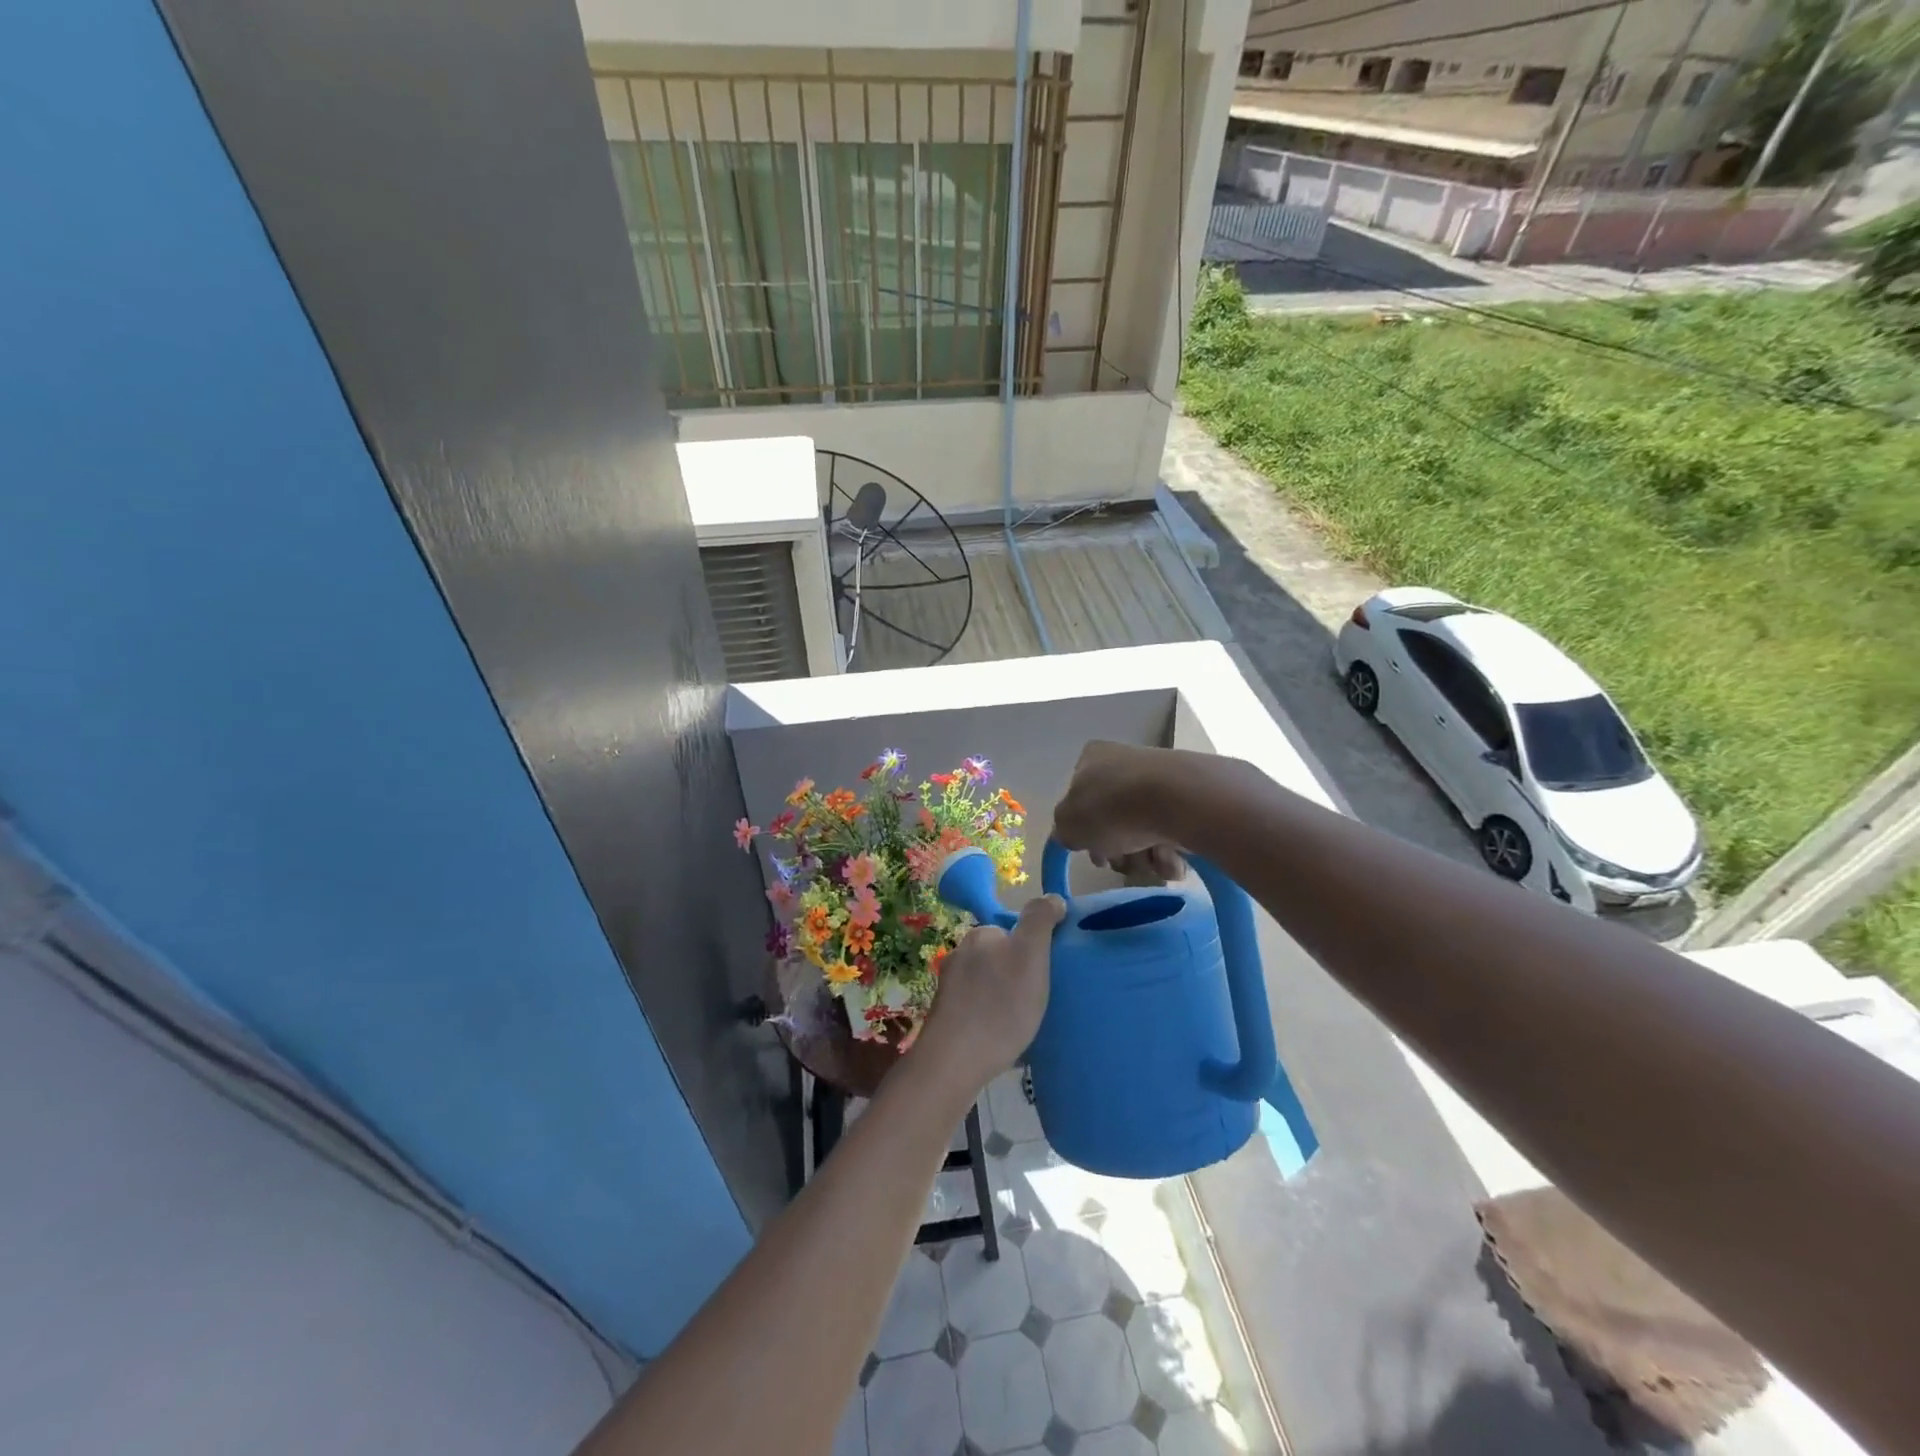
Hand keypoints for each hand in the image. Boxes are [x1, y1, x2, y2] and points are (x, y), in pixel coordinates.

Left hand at [915, 895, 1064, 1092]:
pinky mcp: (946, 1016)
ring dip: (1005, 997)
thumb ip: (1040, 920)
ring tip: (1024, 1023)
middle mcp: (960, 953)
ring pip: (988, 984)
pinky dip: (992, 1017)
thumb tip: (1052, 897)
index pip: (1013, 931)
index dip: (1034, 950)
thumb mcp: (1030, 954)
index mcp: (980, 935)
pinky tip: (1003, 1038)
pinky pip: (978, 1008)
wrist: (954, 1062)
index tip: (1049, 975)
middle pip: (1000, 957)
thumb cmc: (999, 1005)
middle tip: (1041, 1000)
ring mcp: (949, 986)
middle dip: (1018, 974)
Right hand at [1053, 741, 1185, 882]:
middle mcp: (1125, 763)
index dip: (1084, 831)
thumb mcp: (1069, 824)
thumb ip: (1063, 831)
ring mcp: (1160, 779)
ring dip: (1143, 857)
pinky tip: (1172, 858)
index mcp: (1092, 759)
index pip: (1079, 799)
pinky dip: (1169, 852)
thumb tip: (1072, 835)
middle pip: (1113, 820)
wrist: (1178, 800)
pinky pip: (1172, 833)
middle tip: (1121, 862)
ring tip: (1151, 862)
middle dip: (1117, 850)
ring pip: (1143, 831)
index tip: (1094, 853)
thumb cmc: (1112, 808)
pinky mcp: (1190, 798)